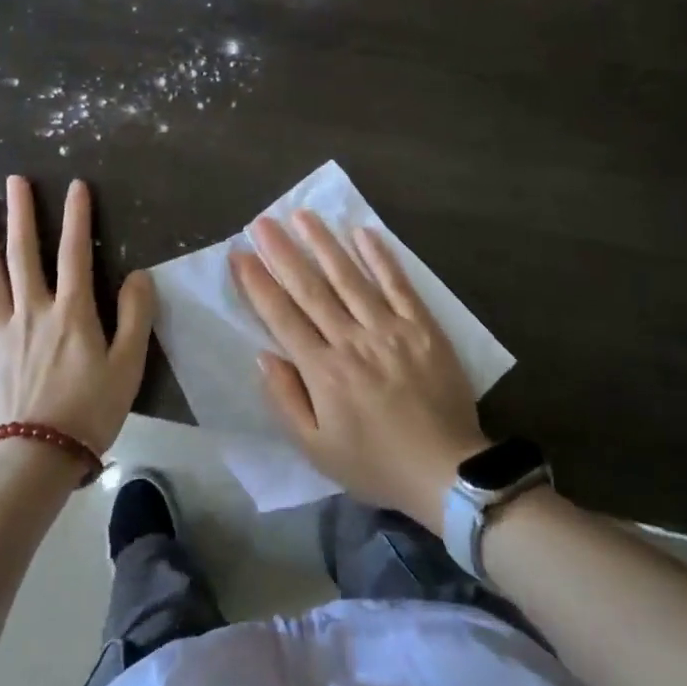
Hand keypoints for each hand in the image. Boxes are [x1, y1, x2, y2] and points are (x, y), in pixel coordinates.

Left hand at [0, 176, 153, 454]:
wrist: (38, 458)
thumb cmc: (90, 410)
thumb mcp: (129, 365)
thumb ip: (136, 316)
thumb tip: (138, 275)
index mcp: (71, 312)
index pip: (74, 252)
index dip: (76, 216)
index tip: (75, 185)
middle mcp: (32, 311)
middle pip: (23, 254)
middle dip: (21, 214)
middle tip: (15, 181)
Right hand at [232, 213, 487, 532]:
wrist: (447, 471)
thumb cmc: (375, 463)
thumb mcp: (317, 450)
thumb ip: (287, 400)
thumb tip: (264, 356)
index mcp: (323, 371)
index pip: (282, 316)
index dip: (258, 283)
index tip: (239, 254)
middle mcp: (352, 340)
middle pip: (311, 288)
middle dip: (283, 252)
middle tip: (262, 222)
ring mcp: (389, 328)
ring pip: (350, 277)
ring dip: (324, 243)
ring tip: (303, 215)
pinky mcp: (421, 326)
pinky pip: (397, 284)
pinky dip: (380, 257)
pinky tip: (362, 231)